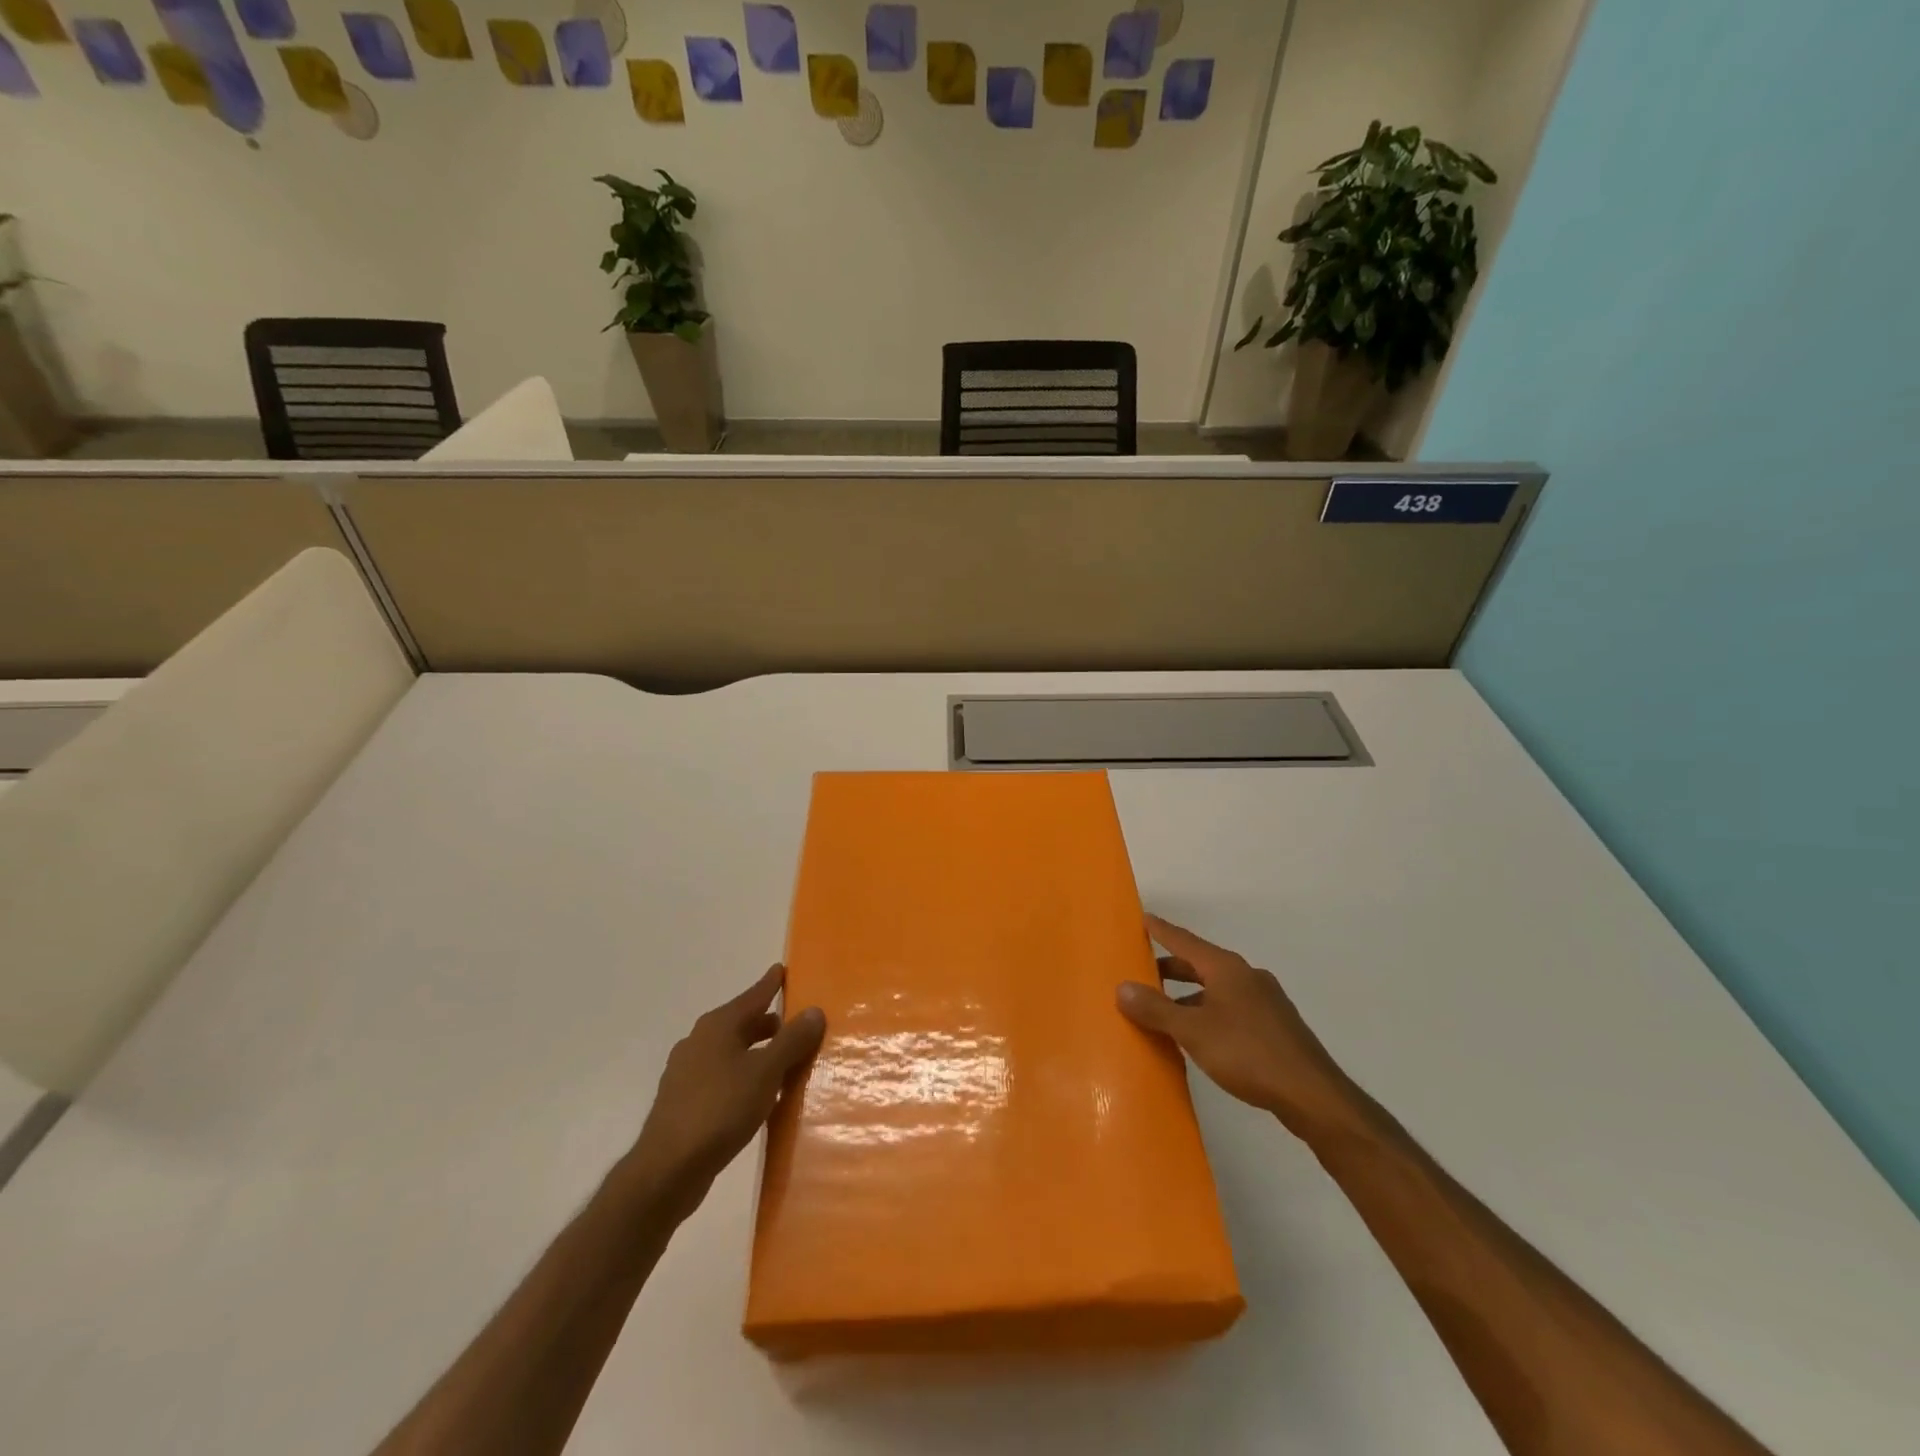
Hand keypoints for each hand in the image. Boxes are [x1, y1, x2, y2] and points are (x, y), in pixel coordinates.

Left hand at [629, 965, 825, 1213]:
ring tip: (784, 1063)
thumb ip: (791, 1040)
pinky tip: (758, 1097)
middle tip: (796, 1024)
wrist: (667, 1170)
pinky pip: (722, 1078)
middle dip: (768, 1023)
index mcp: (718, 1026)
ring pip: (731, 1052)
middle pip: (741, 1023)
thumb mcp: (765, 1072)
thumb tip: (814, 1010)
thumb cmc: (720, 1109)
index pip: (753, 995)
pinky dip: (743, 1077)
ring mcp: (687, 1072)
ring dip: (757, 1053)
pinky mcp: (684, 1102)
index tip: (784, 969)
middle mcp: (699, 1041)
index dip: (771, 983)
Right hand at [1118, 914, 1356, 1138]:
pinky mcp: (1275, 1028)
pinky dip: (1208, 1012)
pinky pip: (1231, 1009)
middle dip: (1171, 968)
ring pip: (1216, 989)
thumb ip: (1156, 1009)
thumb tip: (1121, 987)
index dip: (1161, 930)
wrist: (1312, 1095)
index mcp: (1227, 969)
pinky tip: (1199, 1037)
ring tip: (1164, 1012)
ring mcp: (1265, 1002)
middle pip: (1200, 965)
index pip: (1184, 940)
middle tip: (1142, 973)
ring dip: (1189, 996)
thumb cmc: (1248, 1053)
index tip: (1142, 918)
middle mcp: (1247, 977)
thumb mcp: (1193, 1031)